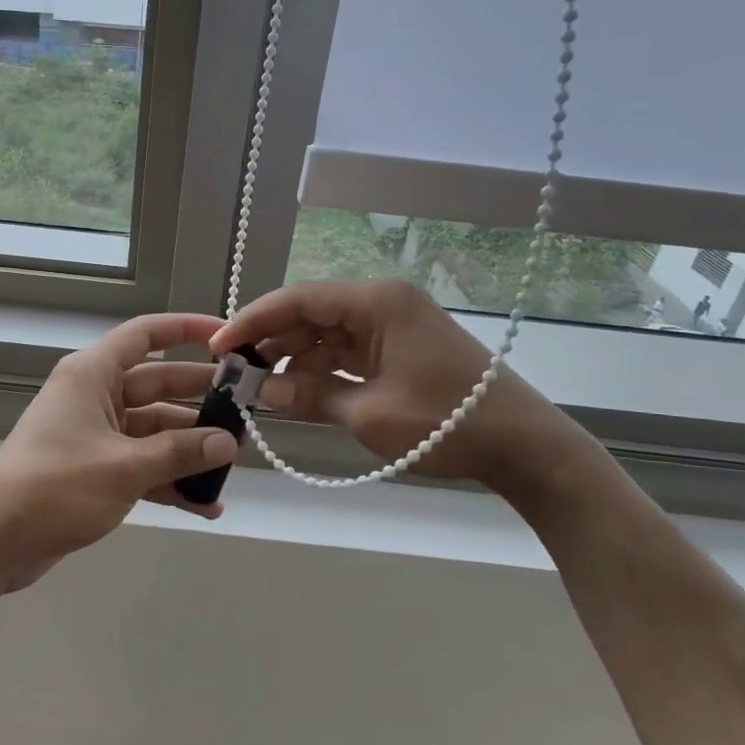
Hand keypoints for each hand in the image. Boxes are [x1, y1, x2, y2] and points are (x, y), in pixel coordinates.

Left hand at [0, 313, 240, 590]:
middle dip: (200, 400)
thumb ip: (180, 452)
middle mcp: (94, 396)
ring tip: (232, 465)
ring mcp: (94, 435)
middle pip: (158, 384)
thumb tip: (228, 442)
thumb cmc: (56, 487)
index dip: (187, 329)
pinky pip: (141, 464)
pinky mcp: (94, 470)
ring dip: (189, 447)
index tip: (228, 338)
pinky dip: (168, 479)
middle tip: (246, 412)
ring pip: (153, 430)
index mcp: (93, 375)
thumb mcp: (125, 467)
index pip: (146, 335)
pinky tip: (204, 504)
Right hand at [211, 279, 584, 494]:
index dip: (253, 321)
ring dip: (294, 357)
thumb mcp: (368, 413)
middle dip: (271, 341)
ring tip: (258, 386)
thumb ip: (309, 396)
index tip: (220, 348)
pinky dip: (321, 369)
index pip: (298, 300)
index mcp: (376, 302)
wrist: (523, 444)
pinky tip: (296, 390)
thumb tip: (260, 390)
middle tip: (235, 372)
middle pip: (310, 313)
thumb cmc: (445, 423)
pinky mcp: (401, 347)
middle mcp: (382, 303)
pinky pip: (348, 351)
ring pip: (327, 333)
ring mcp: (394, 325)